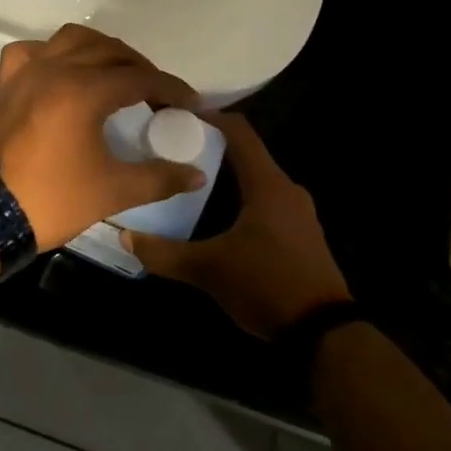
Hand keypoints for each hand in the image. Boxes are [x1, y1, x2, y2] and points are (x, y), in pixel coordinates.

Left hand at [0, 24, 203, 251]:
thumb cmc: (54, 199)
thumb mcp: (114, 191)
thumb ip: (160, 178)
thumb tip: (197, 175)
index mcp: (84, 91)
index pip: (140, 78)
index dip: (170, 88)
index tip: (190, 103)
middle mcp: (56, 69)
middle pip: (110, 52)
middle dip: (140, 68)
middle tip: (158, 94)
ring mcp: (28, 72)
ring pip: (72, 40)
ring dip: (101, 50)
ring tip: (117, 74)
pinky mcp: (8, 83)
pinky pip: (32, 51)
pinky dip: (52, 53)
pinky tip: (63, 70)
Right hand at [125, 113, 351, 338]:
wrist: (325, 334)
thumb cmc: (266, 285)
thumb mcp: (208, 269)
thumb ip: (164, 253)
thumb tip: (125, 236)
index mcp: (268, 185)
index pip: (240, 132)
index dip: (211, 117)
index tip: (178, 116)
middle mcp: (287, 190)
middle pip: (248, 153)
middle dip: (213, 147)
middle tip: (176, 150)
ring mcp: (299, 213)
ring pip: (258, 179)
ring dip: (228, 175)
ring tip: (191, 181)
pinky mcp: (302, 234)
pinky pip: (267, 200)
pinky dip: (242, 197)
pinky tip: (219, 215)